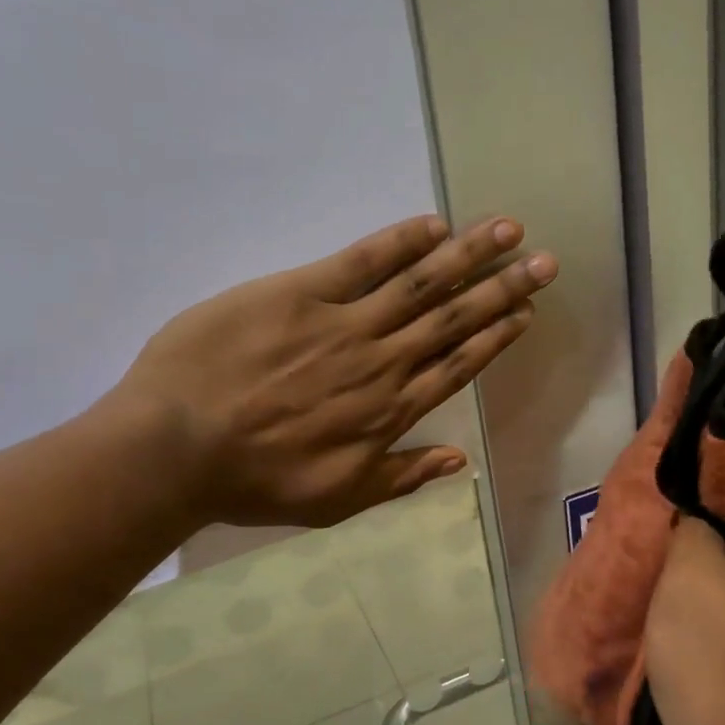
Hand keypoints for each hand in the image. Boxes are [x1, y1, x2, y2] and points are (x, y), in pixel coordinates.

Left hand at [108, 214, 557, 528]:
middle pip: (454, 318)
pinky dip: (401, 243)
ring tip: (508, 231)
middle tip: (546, 262)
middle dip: (503, 289)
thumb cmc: (257, 482)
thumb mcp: (338, 499)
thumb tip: (461, 459)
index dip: (497, 336)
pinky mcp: (300, 292)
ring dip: (468, 255)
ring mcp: (344, 324)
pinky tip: (434, 225)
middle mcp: (382, 362)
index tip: (527, 312)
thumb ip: (402, 475)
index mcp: (391, 411)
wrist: (178, 450)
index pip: (458, 365)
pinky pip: (362, 262)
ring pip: (420, 284)